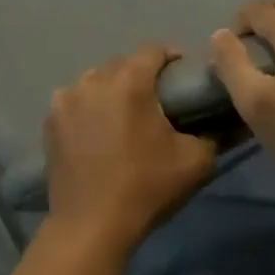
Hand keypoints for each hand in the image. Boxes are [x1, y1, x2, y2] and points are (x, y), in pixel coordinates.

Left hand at [43, 44, 215, 260]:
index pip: (154, 50)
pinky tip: (96, 130)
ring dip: (111, 89)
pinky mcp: (51, 119)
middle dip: (141, 75)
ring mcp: (67, 98)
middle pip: (122, 64)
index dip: (172, 58)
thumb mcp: (195, 162)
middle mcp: (94, 79)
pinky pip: (74, 101)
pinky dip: (87, 107)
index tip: (183, 76)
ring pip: (95, 80)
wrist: (91, 224)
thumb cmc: (146, 188)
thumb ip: (213, 133)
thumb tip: (224, 120)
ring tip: (125, 114)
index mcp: (130, 81)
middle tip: (157, 99)